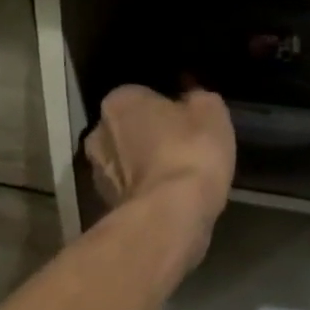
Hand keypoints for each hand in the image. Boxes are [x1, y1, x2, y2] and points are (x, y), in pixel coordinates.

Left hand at [85, 84, 235, 258]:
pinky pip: (132, 190)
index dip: (168, 108)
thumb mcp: (211, 112)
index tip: (188, 122)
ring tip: (178, 179)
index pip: (143, 96)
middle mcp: (98, 132)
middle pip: (129, 129)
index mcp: (120, 101)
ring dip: (146, 167)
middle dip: (150, 136)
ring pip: (127, 162)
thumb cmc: (190, 152)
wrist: (171, 214)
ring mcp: (98, 172)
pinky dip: (147, 192)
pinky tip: (170, 200)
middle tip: (183, 149)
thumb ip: (198, 98)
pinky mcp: (106, 205)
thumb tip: (191, 95)